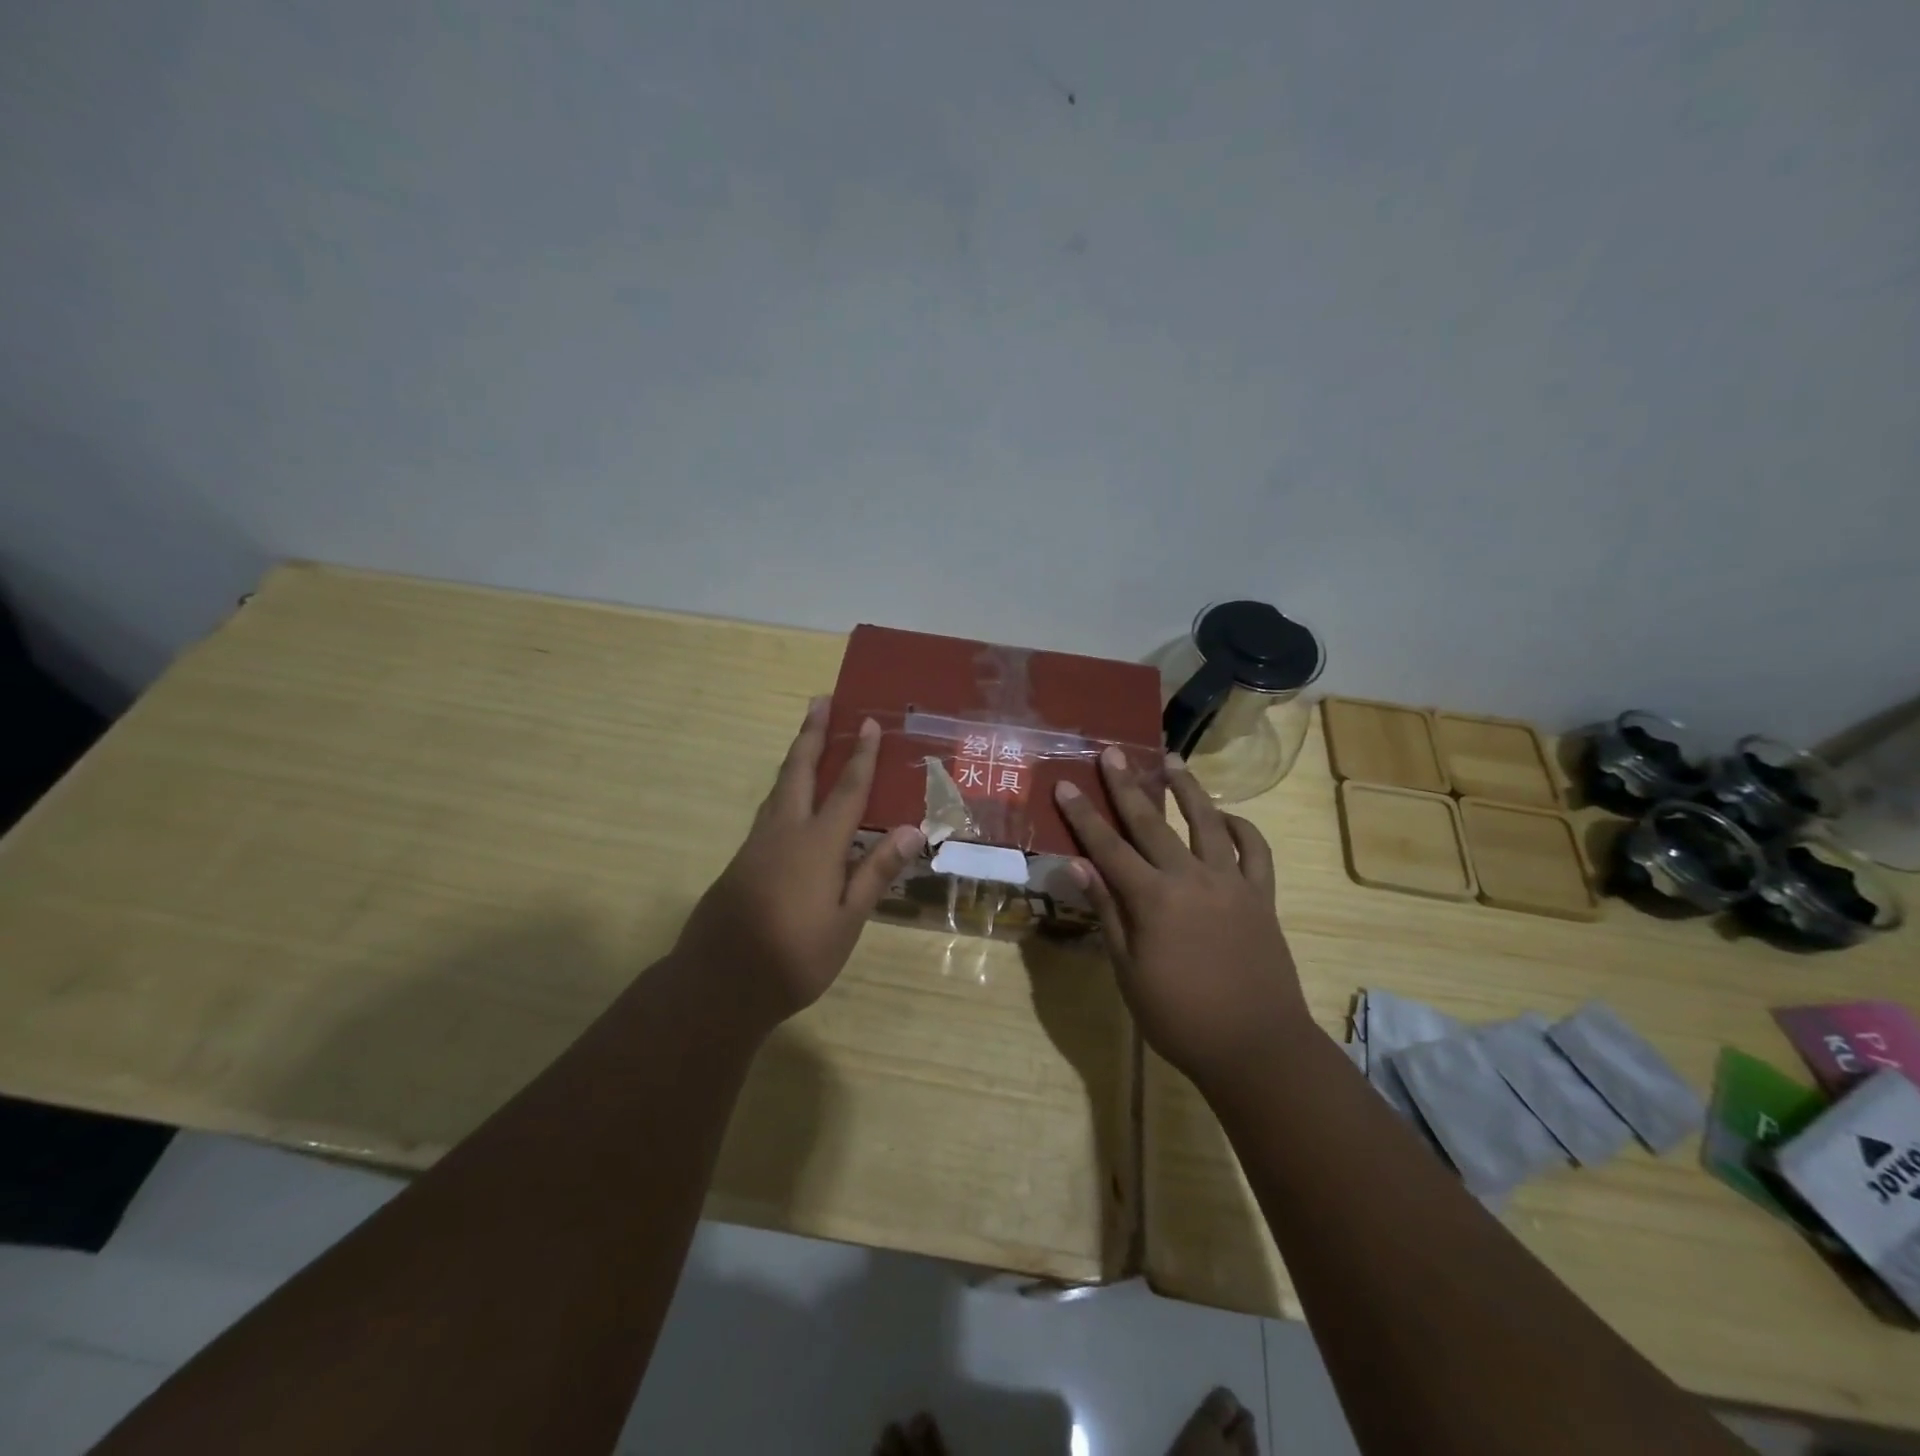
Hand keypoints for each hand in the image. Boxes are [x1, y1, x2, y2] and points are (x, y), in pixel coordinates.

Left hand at [672, 697, 923, 1030]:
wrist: (717, 983)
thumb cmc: (793, 957)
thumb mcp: (846, 922)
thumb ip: (875, 872)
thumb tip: (911, 829)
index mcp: (817, 845)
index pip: (846, 790)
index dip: (860, 755)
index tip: (868, 723)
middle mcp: (785, 832)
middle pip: (799, 771)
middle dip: (812, 735)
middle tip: (820, 702)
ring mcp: (758, 844)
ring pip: (779, 788)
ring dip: (795, 757)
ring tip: (807, 738)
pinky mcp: (743, 860)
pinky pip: (770, 810)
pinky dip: (785, 789)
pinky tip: (791, 801)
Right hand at [1054, 746, 1309, 1086]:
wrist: (1255, 1045)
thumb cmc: (1179, 1016)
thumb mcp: (1128, 970)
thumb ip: (1107, 912)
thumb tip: (1078, 866)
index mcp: (1153, 899)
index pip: (1108, 848)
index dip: (1083, 816)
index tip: (1066, 785)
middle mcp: (1191, 878)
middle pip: (1152, 823)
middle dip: (1127, 786)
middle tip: (1112, 752)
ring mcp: (1231, 883)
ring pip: (1207, 822)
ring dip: (1188, 788)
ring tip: (1172, 759)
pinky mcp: (1262, 897)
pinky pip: (1255, 851)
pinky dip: (1242, 828)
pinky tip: (1226, 817)